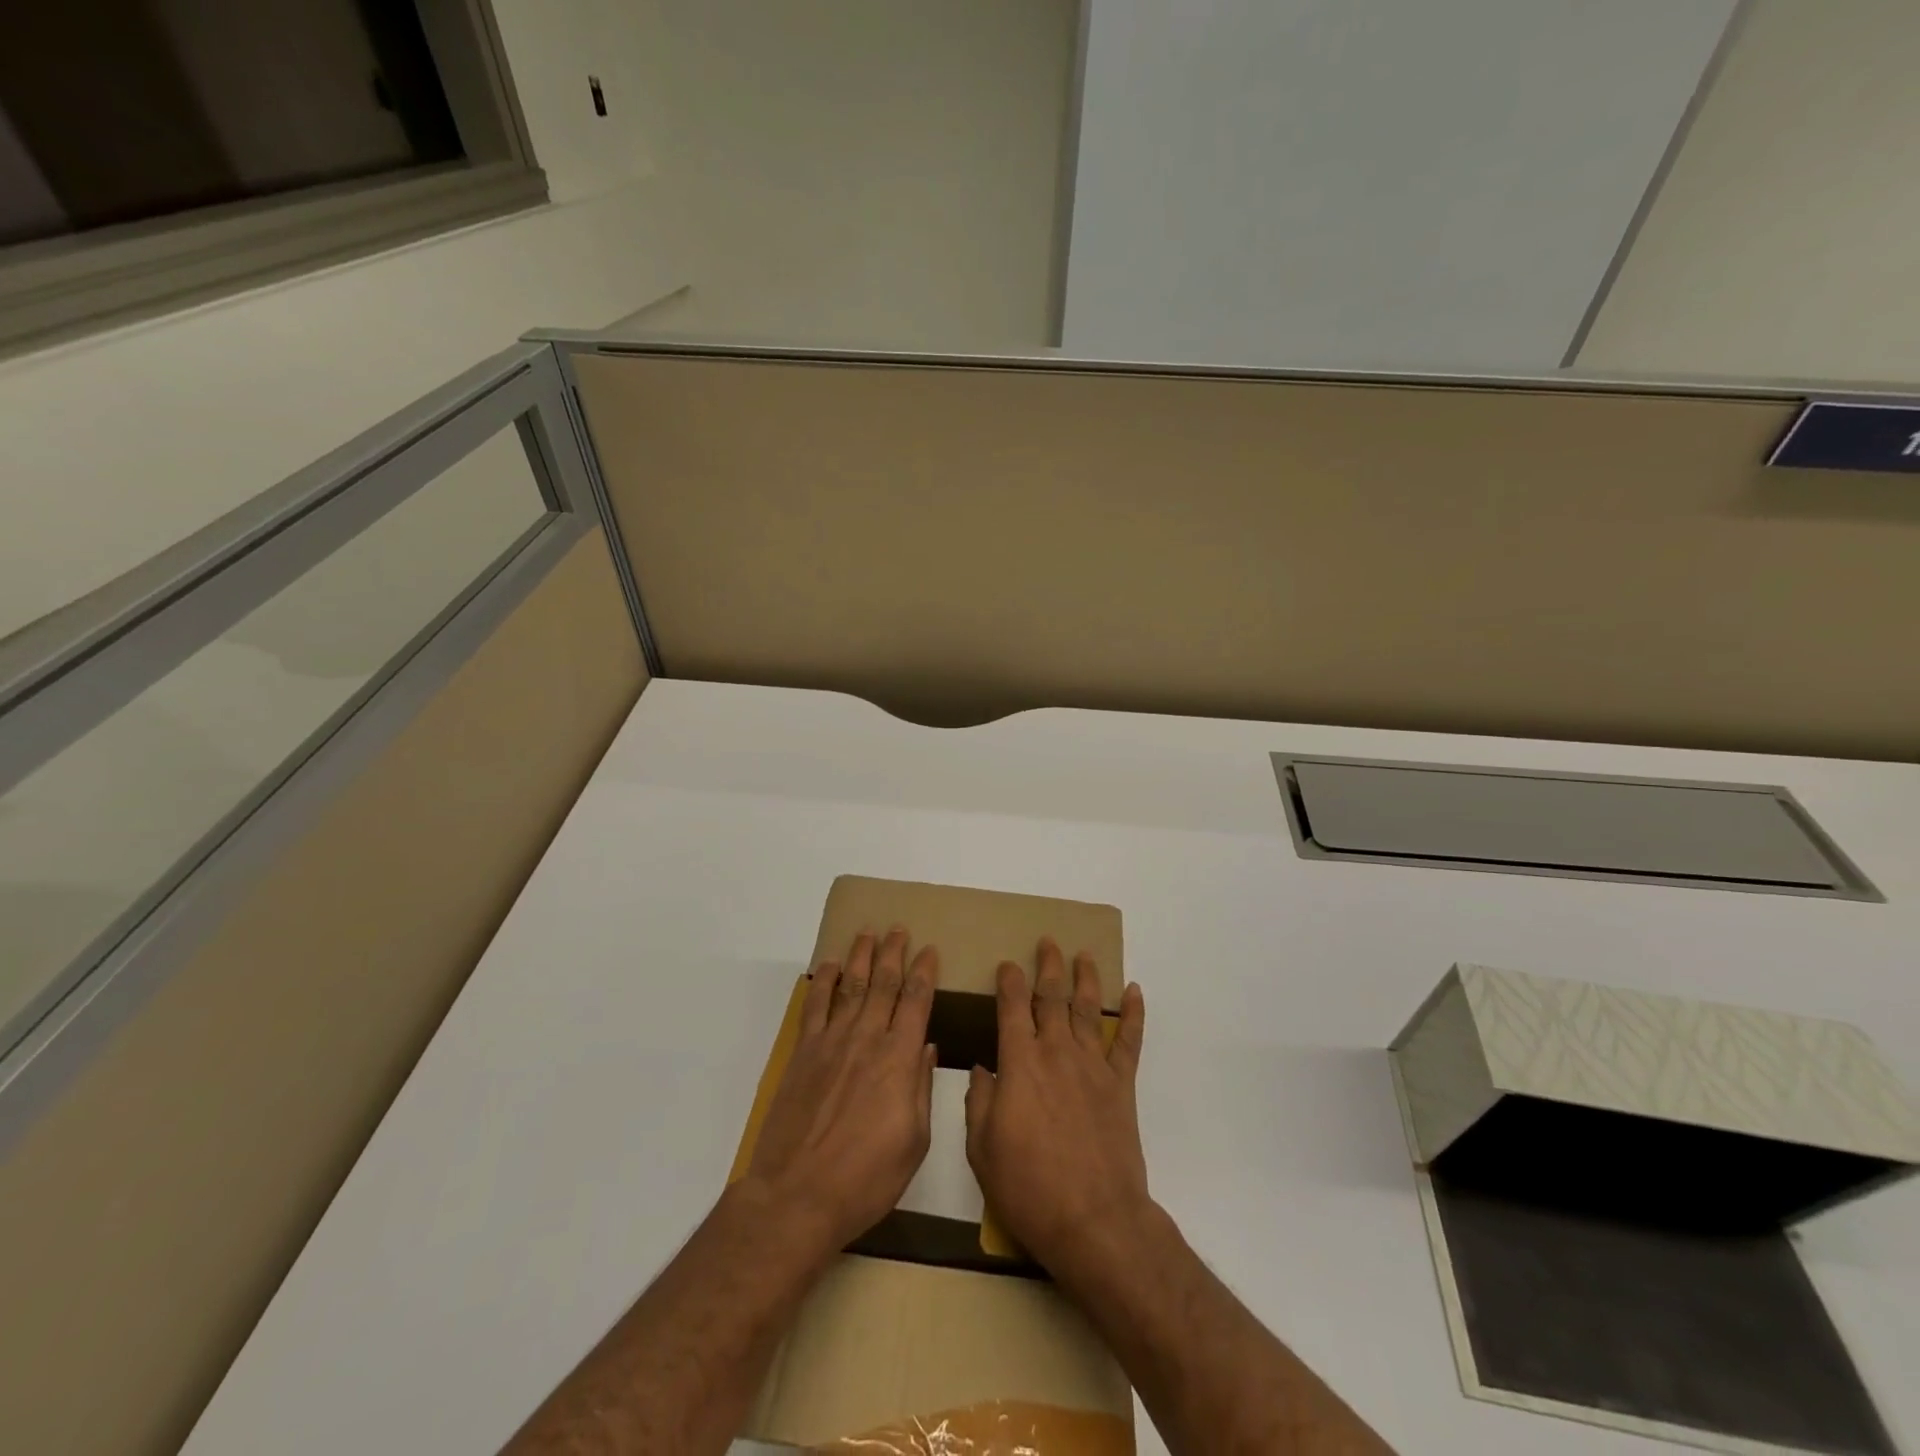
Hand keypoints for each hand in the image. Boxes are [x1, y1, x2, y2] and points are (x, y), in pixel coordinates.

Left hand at [746, 928, 939, 1252]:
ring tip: (868, 933)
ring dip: (861, 957)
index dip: (924, 972)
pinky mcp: (804, 1054)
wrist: (797, 1196)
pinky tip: (829, 966)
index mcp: (899, 1060)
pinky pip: (815, 1007)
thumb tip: (924, 1046)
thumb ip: (920, 1089)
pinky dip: (823, 982)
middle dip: (894, 953)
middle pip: (883, 984)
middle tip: (899, 929)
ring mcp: (832, 1043)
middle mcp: (867, 1040)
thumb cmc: (865, 1178)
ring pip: (850, 986)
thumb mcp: (914, 1143)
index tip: (930, 950)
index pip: (916, 1002)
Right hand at [964, 938, 1148, 1279]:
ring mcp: (1093, 1066)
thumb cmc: (1029, 1187)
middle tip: (1048, 942)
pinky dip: (1134, 1014)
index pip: (1012, 1008)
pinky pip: (1130, 1041)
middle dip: (1048, 966)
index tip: (1007, 964)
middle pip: (1052, 997)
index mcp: (1020, 1063)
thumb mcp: (982, 1148)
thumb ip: (978, 1102)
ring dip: (1086, 978)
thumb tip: (981, 1069)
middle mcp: (1056, 1053)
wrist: (1094, 1220)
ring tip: (1084, 954)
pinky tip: (1134, 992)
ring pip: (1088, 1009)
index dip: (1009, 982)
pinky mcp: (1122, 1085)